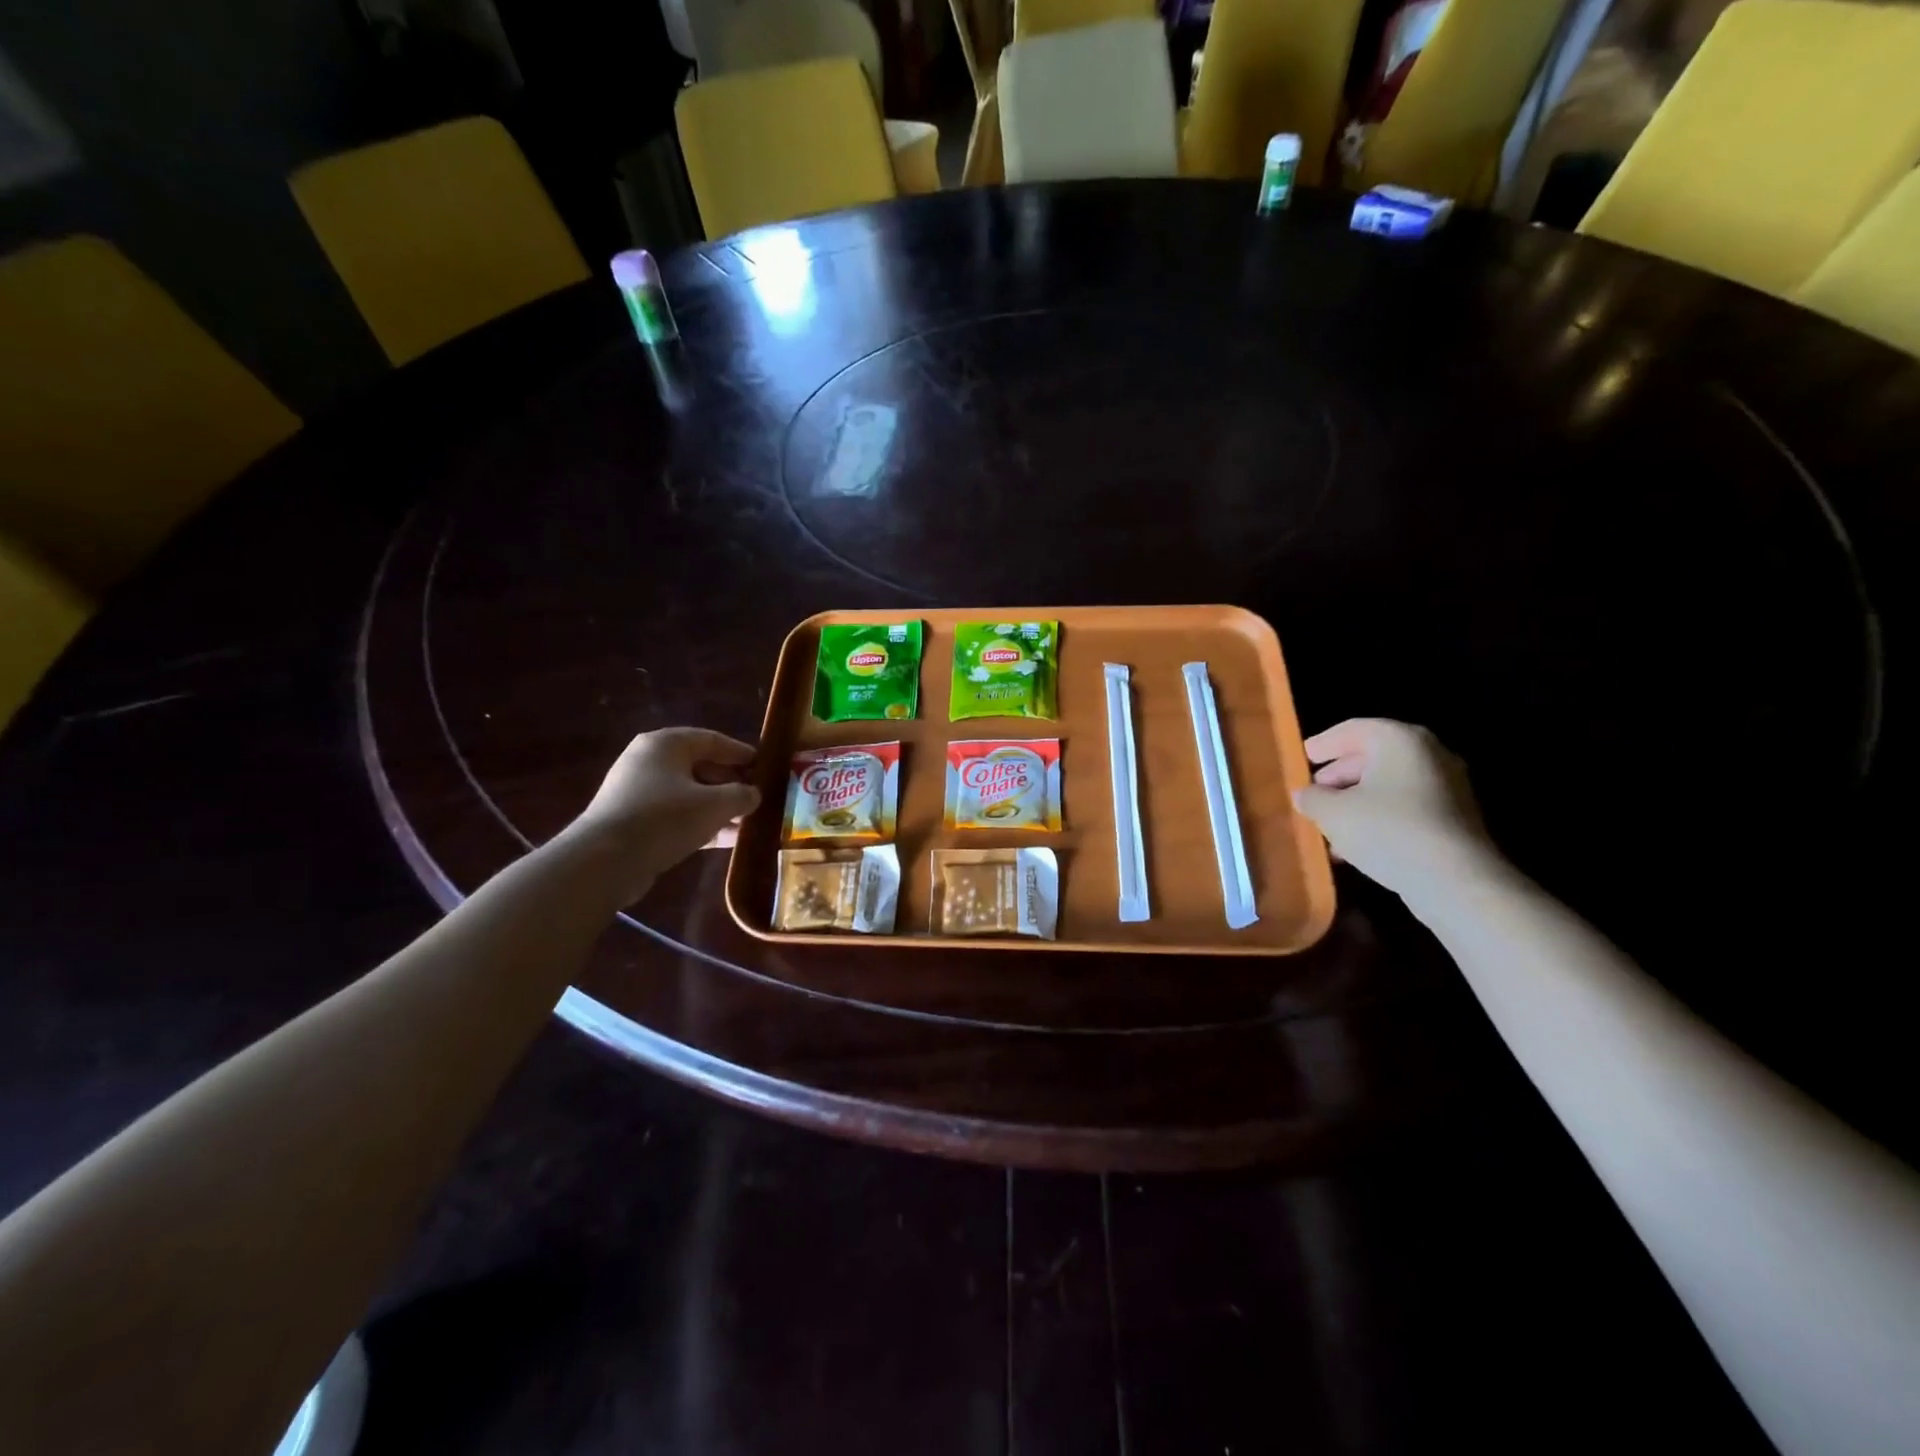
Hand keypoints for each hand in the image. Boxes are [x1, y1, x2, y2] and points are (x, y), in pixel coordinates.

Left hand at [568, 728, 760, 901]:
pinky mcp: (633, 820)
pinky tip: (725, 839)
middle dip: (730, 784)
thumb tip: (754, 794)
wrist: (606, 860)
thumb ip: (742, 795)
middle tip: (756, 797)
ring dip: (718, 807)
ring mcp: (637, 792)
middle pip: (700, 767)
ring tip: (746, 821)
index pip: (712, 740)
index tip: (764, 766)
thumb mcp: (715, 804)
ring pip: (688, 794)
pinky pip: (675, 815)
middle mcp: (648, 761)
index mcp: (666, 744)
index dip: (741, 753)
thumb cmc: (665, 818)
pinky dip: (700, 823)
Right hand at [1292, 719, 1497, 898]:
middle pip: (1374, 756)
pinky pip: (1406, 808)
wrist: (1456, 881)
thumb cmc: (1388, 830)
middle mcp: (1429, 755)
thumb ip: (1312, 798)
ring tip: (1328, 823)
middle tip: (1314, 791)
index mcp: (1400, 740)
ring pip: (1389, 786)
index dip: (1325, 742)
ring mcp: (1447, 788)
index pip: (1354, 729)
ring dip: (1357, 801)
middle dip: (1340, 775)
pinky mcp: (1454, 820)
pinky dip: (1378, 818)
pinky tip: (1354, 844)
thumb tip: (1304, 794)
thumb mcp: (1333, 813)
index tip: (1304, 756)